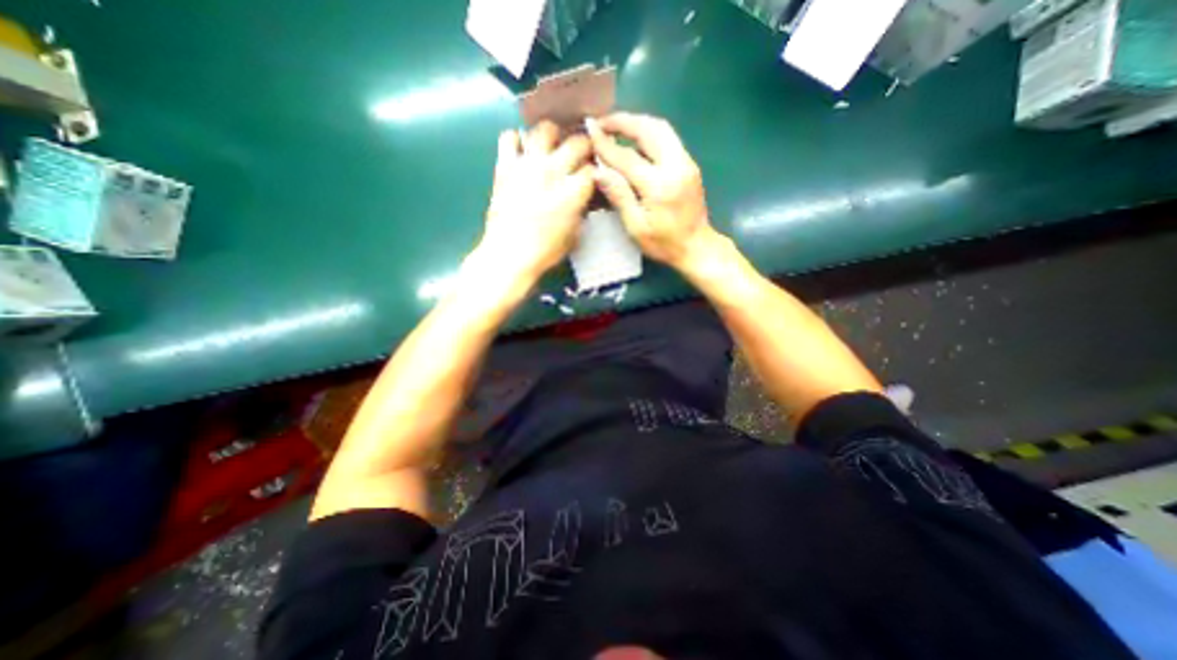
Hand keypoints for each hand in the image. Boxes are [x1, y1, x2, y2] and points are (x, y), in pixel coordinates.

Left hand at [476, 119, 592, 283]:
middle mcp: (553, 170)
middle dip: (584, 147)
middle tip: (580, 156)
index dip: (596, 170)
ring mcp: (527, 165)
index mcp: (573, 191)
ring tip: (552, 148)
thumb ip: (582, 209)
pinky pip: (509, 137)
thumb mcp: (575, 234)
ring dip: (554, 136)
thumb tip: (585, 195)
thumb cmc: (546, 251)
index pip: (593, 168)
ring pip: (544, 129)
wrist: (510, 254)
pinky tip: (523, 154)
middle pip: (577, 142)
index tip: (594, 175)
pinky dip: (518, 141)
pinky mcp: (505, 166)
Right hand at [588, 113, 716, 270]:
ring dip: (637, 123)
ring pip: (661, 129)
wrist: (697, 247)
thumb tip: (598, 171)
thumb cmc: (664, 243)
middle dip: (624, 121)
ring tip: (617, 128)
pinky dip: (649, 133)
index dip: (606, 143)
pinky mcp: (689, 164)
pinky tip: (635, 141)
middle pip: (649, 129)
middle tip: (602, 123)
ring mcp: (686, 163)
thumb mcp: (636, 227)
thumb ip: (619, 196)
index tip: (589, 130)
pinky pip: (668, 139)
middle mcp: (676, 166)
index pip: (627, 157)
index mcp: (659, 185)